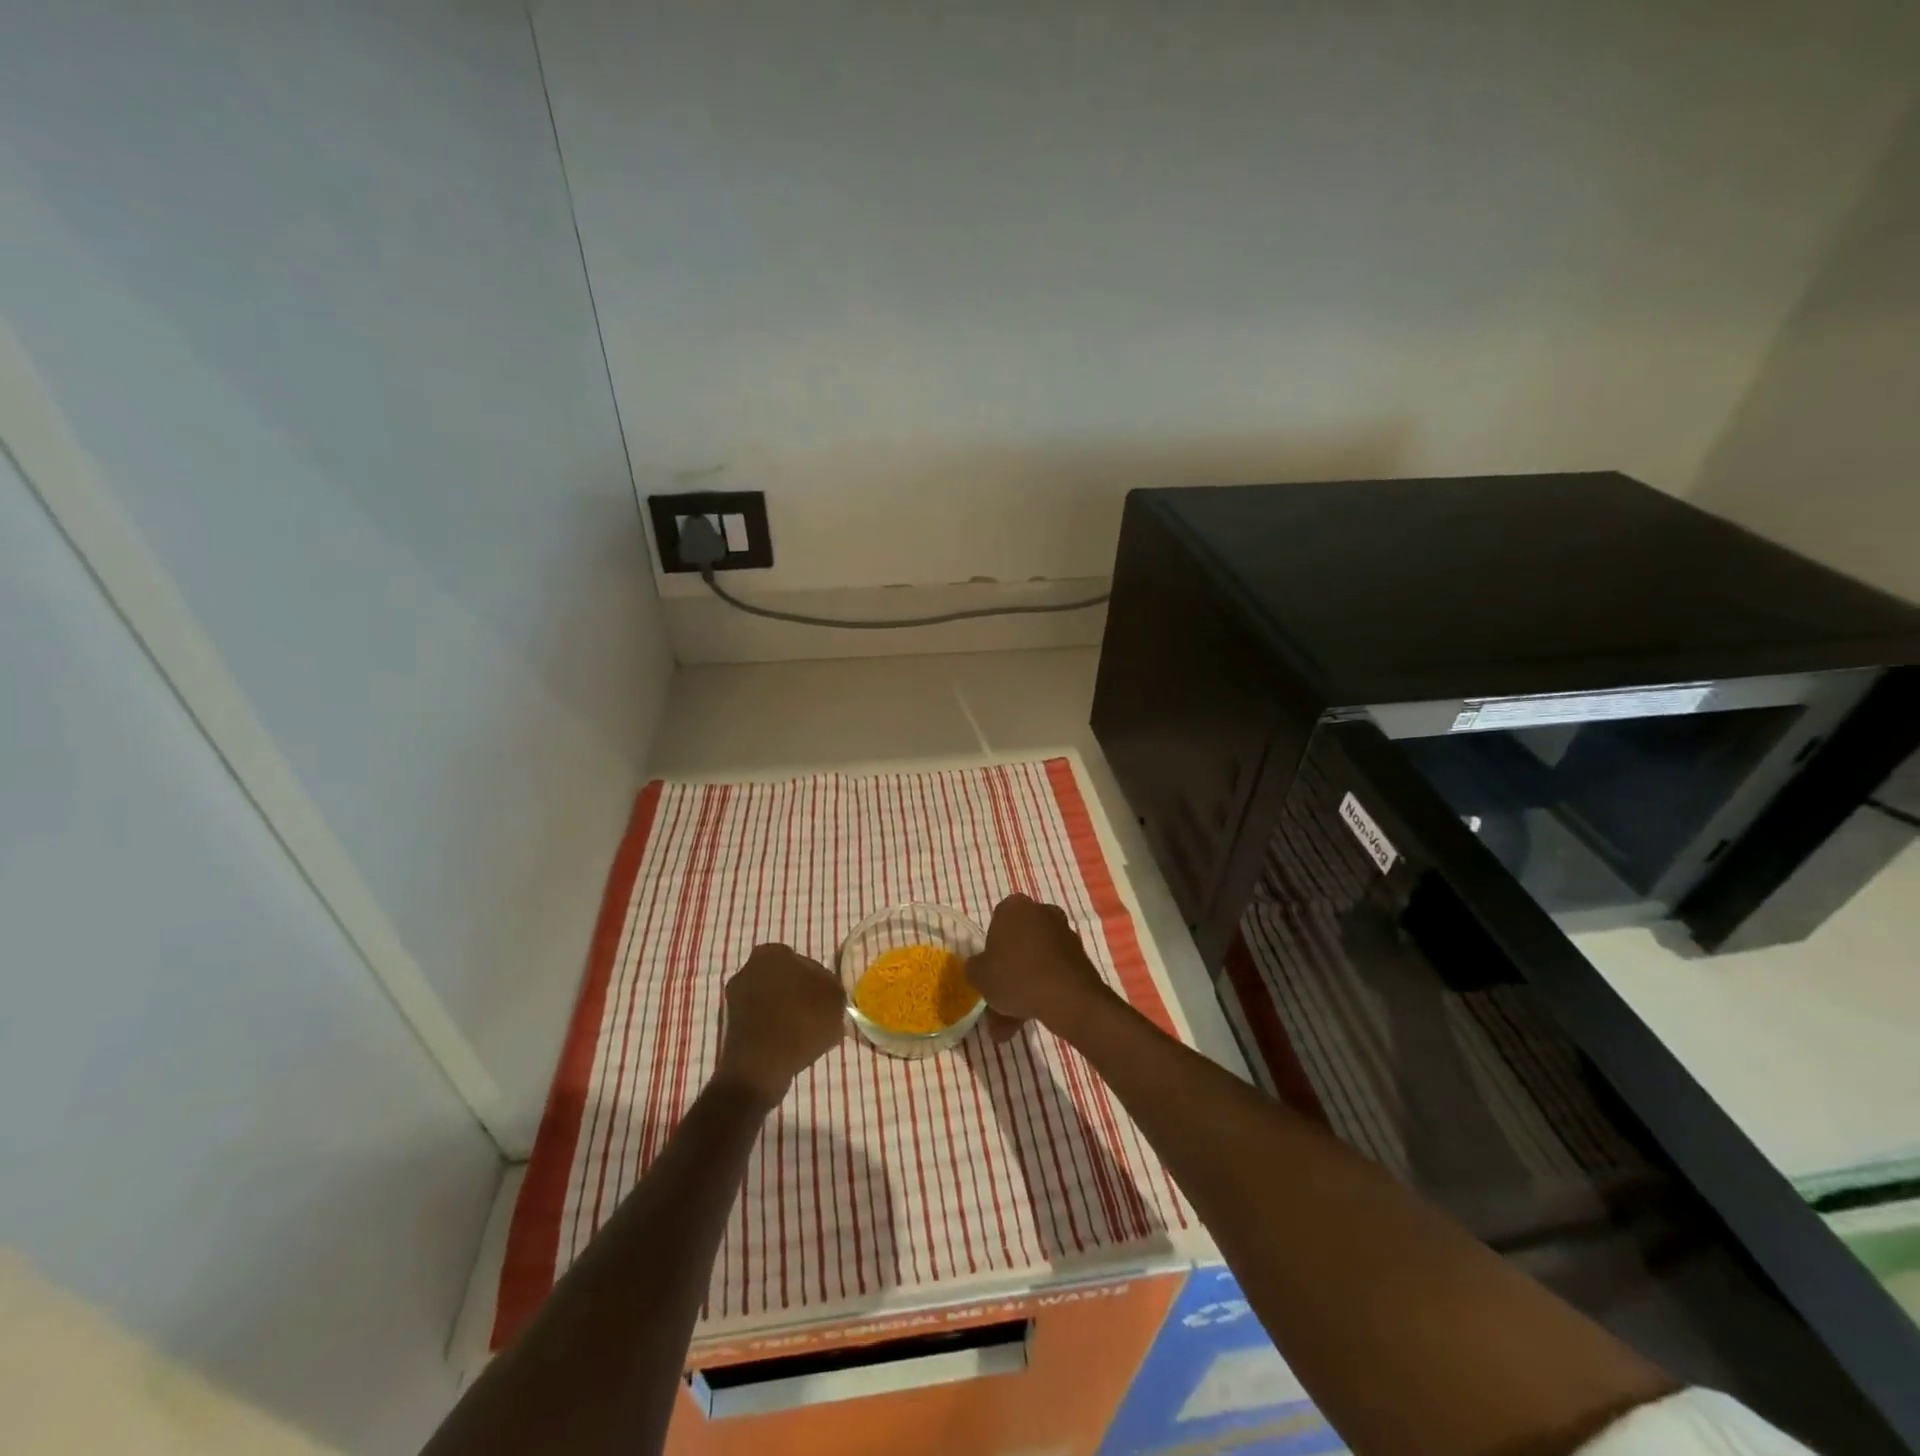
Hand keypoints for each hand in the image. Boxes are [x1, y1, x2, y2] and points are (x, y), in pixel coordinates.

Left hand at [715, 944, 845, 1103]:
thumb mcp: (835, 999)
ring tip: (805, 1034)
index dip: (821, 984)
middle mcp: (750, 968)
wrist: (760, 1068)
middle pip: (788, 980)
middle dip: (801, 994)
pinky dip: (775, 1029)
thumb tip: (826, 990)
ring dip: (788, 1012)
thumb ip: (832, 986)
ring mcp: (737, 996)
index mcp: (773, 953)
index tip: (829, 1003)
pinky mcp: (731, 1024)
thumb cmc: (801, 1023)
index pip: (807, 964)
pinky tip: (789, 1044)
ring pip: (774, 1000)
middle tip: (819, 1016)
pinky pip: (763, 1020)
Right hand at [966, 894, 1114, 1037]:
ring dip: (1024, 989)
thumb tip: (978, 968)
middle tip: (998, 1006)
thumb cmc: (1016, 976)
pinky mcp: (1079, 956)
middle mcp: (1041, 912)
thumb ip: (974, 968)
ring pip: (1035, 962)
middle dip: (1008, 976)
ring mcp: (1063, 933)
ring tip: (1012, 1027)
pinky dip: (1043, 991)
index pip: (996, 924)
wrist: (1067, 996)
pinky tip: (1033, 1018)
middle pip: (1018, 946)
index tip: (988, 972)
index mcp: (1014, 907)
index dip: (990, 950)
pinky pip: (1053, 972)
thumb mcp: (979, 975)